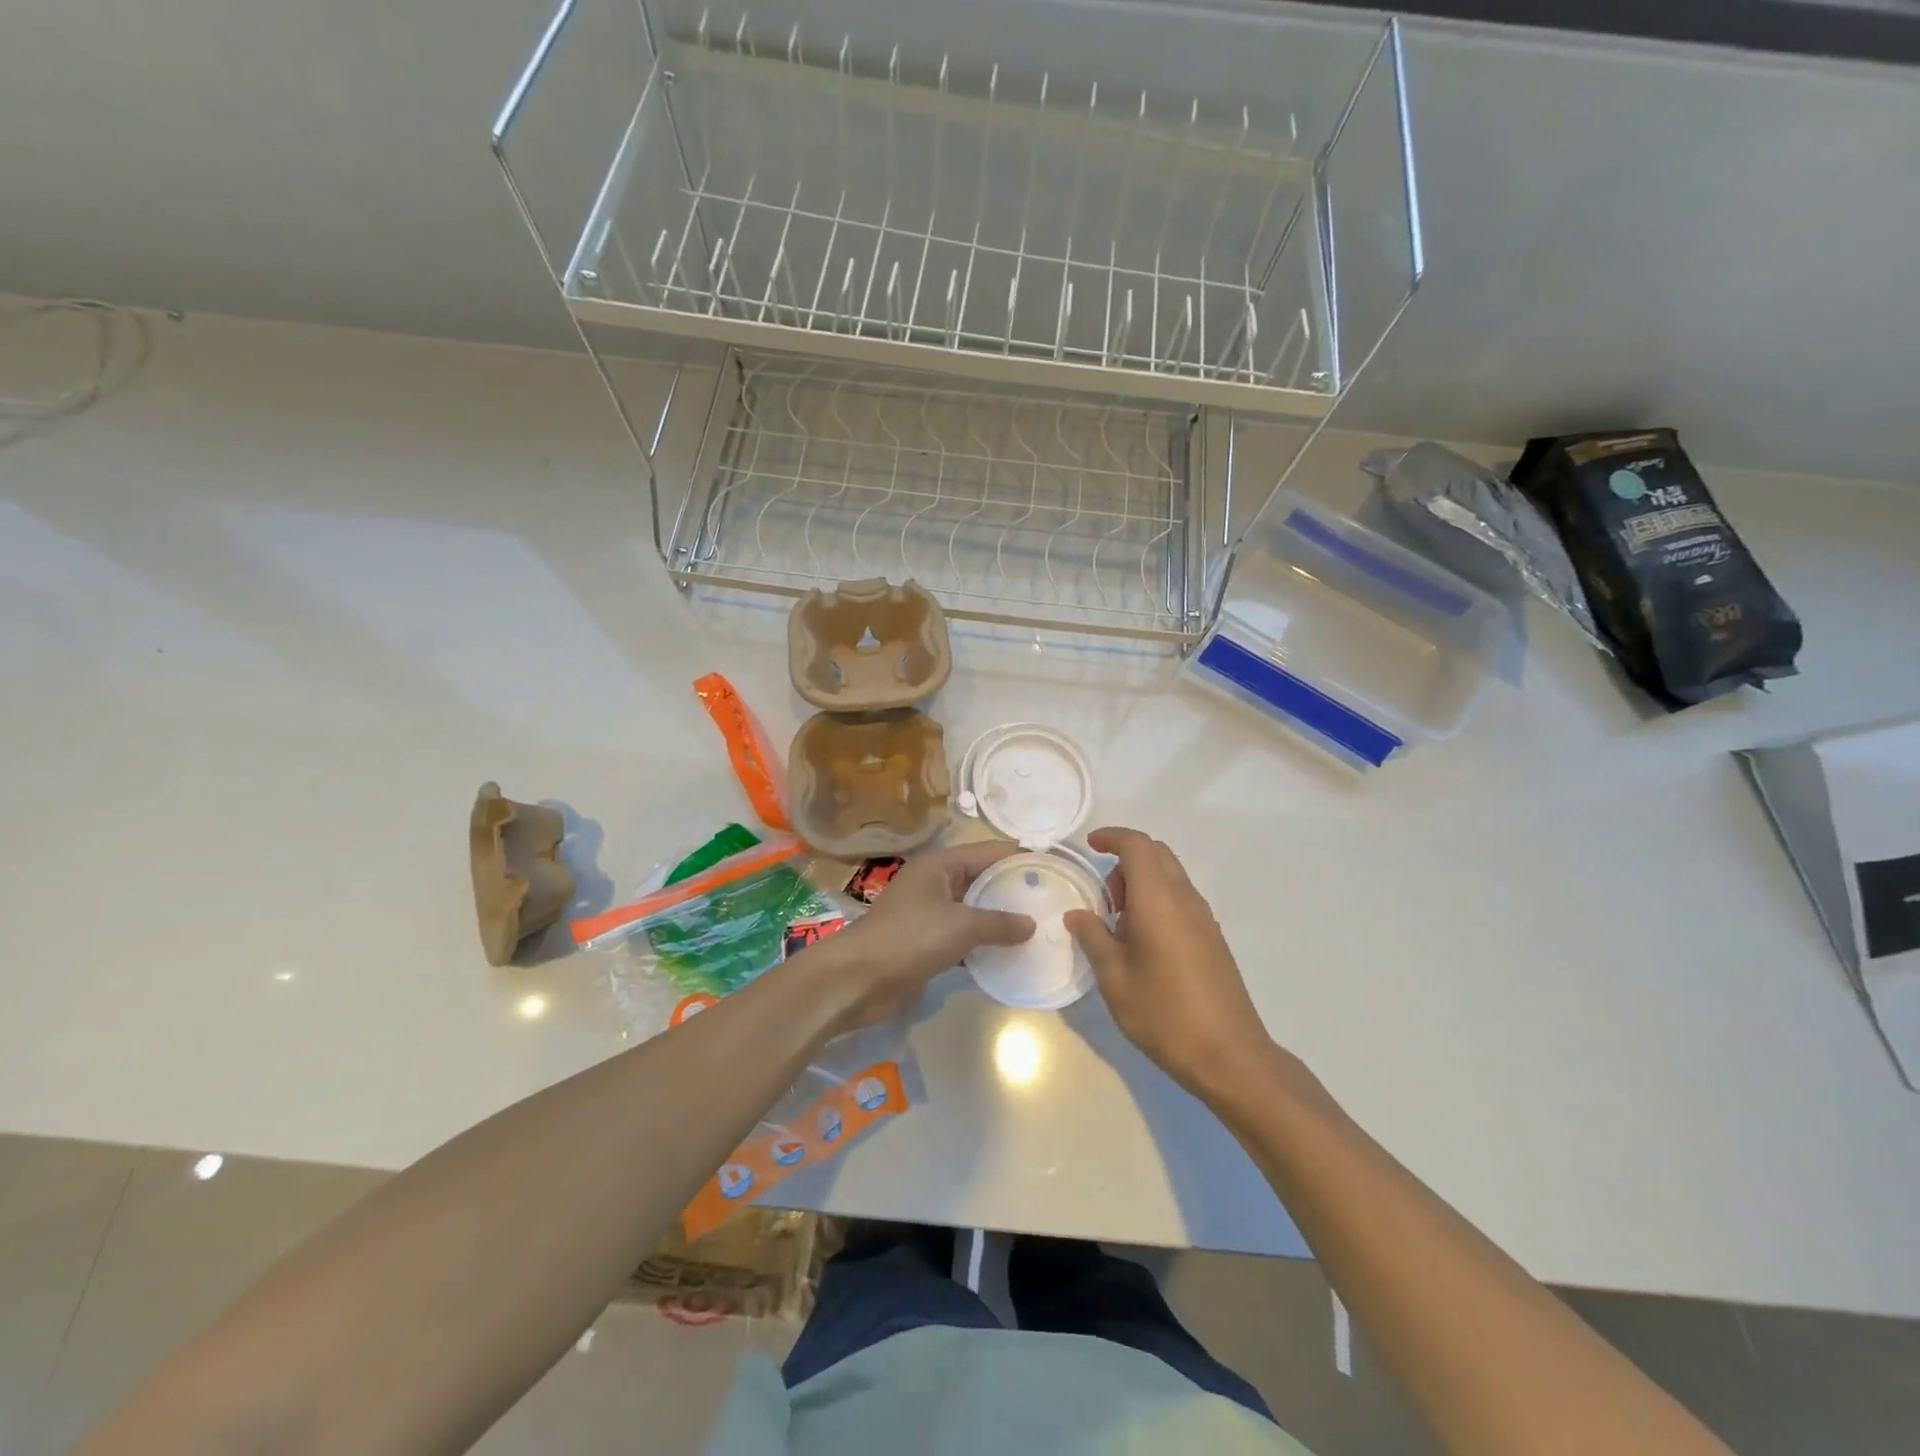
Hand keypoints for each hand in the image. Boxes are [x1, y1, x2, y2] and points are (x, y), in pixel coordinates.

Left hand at [806, 840, 1034, 1032]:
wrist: (857, 979)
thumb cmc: (910, 938)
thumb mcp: (961, 926)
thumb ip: (999, 923)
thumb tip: (1031, 924)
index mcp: (940, 865)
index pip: (989, 852)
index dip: (1020, 857)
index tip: (1054, 867)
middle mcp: (934, 882)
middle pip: (981, 879)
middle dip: (1013, 890)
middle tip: (1052, 901)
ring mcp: (928, 913)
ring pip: (972, 910)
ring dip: (999, 919)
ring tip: (1038, 928)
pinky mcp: (924, 942)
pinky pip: (961, 936)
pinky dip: (982, 943)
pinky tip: (1008, 955)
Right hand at [1065, 827, 1273, 1098]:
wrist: (1230, 1056)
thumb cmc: (1164, 1014)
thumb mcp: (1115, 979)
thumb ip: (1094, 938)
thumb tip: (1077, 914)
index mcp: (1159, 900)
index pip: (1138, 846)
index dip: (1112, 837)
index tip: (1090, 846)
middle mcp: (1185, 899)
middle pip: (1157, 854)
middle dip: (1125, 860)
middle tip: (1103, 897)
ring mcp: (1204, 918)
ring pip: (1171, 876)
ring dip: (1142, 882)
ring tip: (1118, 924)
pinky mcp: (1213, 937)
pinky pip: (1180, 898)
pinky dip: (1157, 900)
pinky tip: (1143, 941)